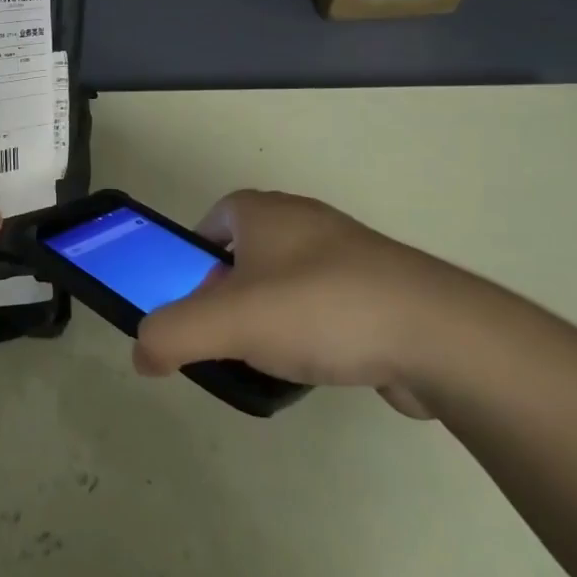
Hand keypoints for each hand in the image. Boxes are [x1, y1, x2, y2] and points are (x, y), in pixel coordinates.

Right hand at [133, 189, 472, 416]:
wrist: (434, 332)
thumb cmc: (318, 308)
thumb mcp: (228, 322)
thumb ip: (172, 334)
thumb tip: (141, 354)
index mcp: (265, 212)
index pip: (214, 218)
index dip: (196, 254)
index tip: (194, 298)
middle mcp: (305, 221)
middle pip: (249, 251)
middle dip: (232, 290)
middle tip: (226, 333)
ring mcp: (348, 253)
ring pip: (289, 280)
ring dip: (274, 313)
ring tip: (270, 356)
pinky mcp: (381, 288)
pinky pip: (329, 304)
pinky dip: (316, 329)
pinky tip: (320, 365)